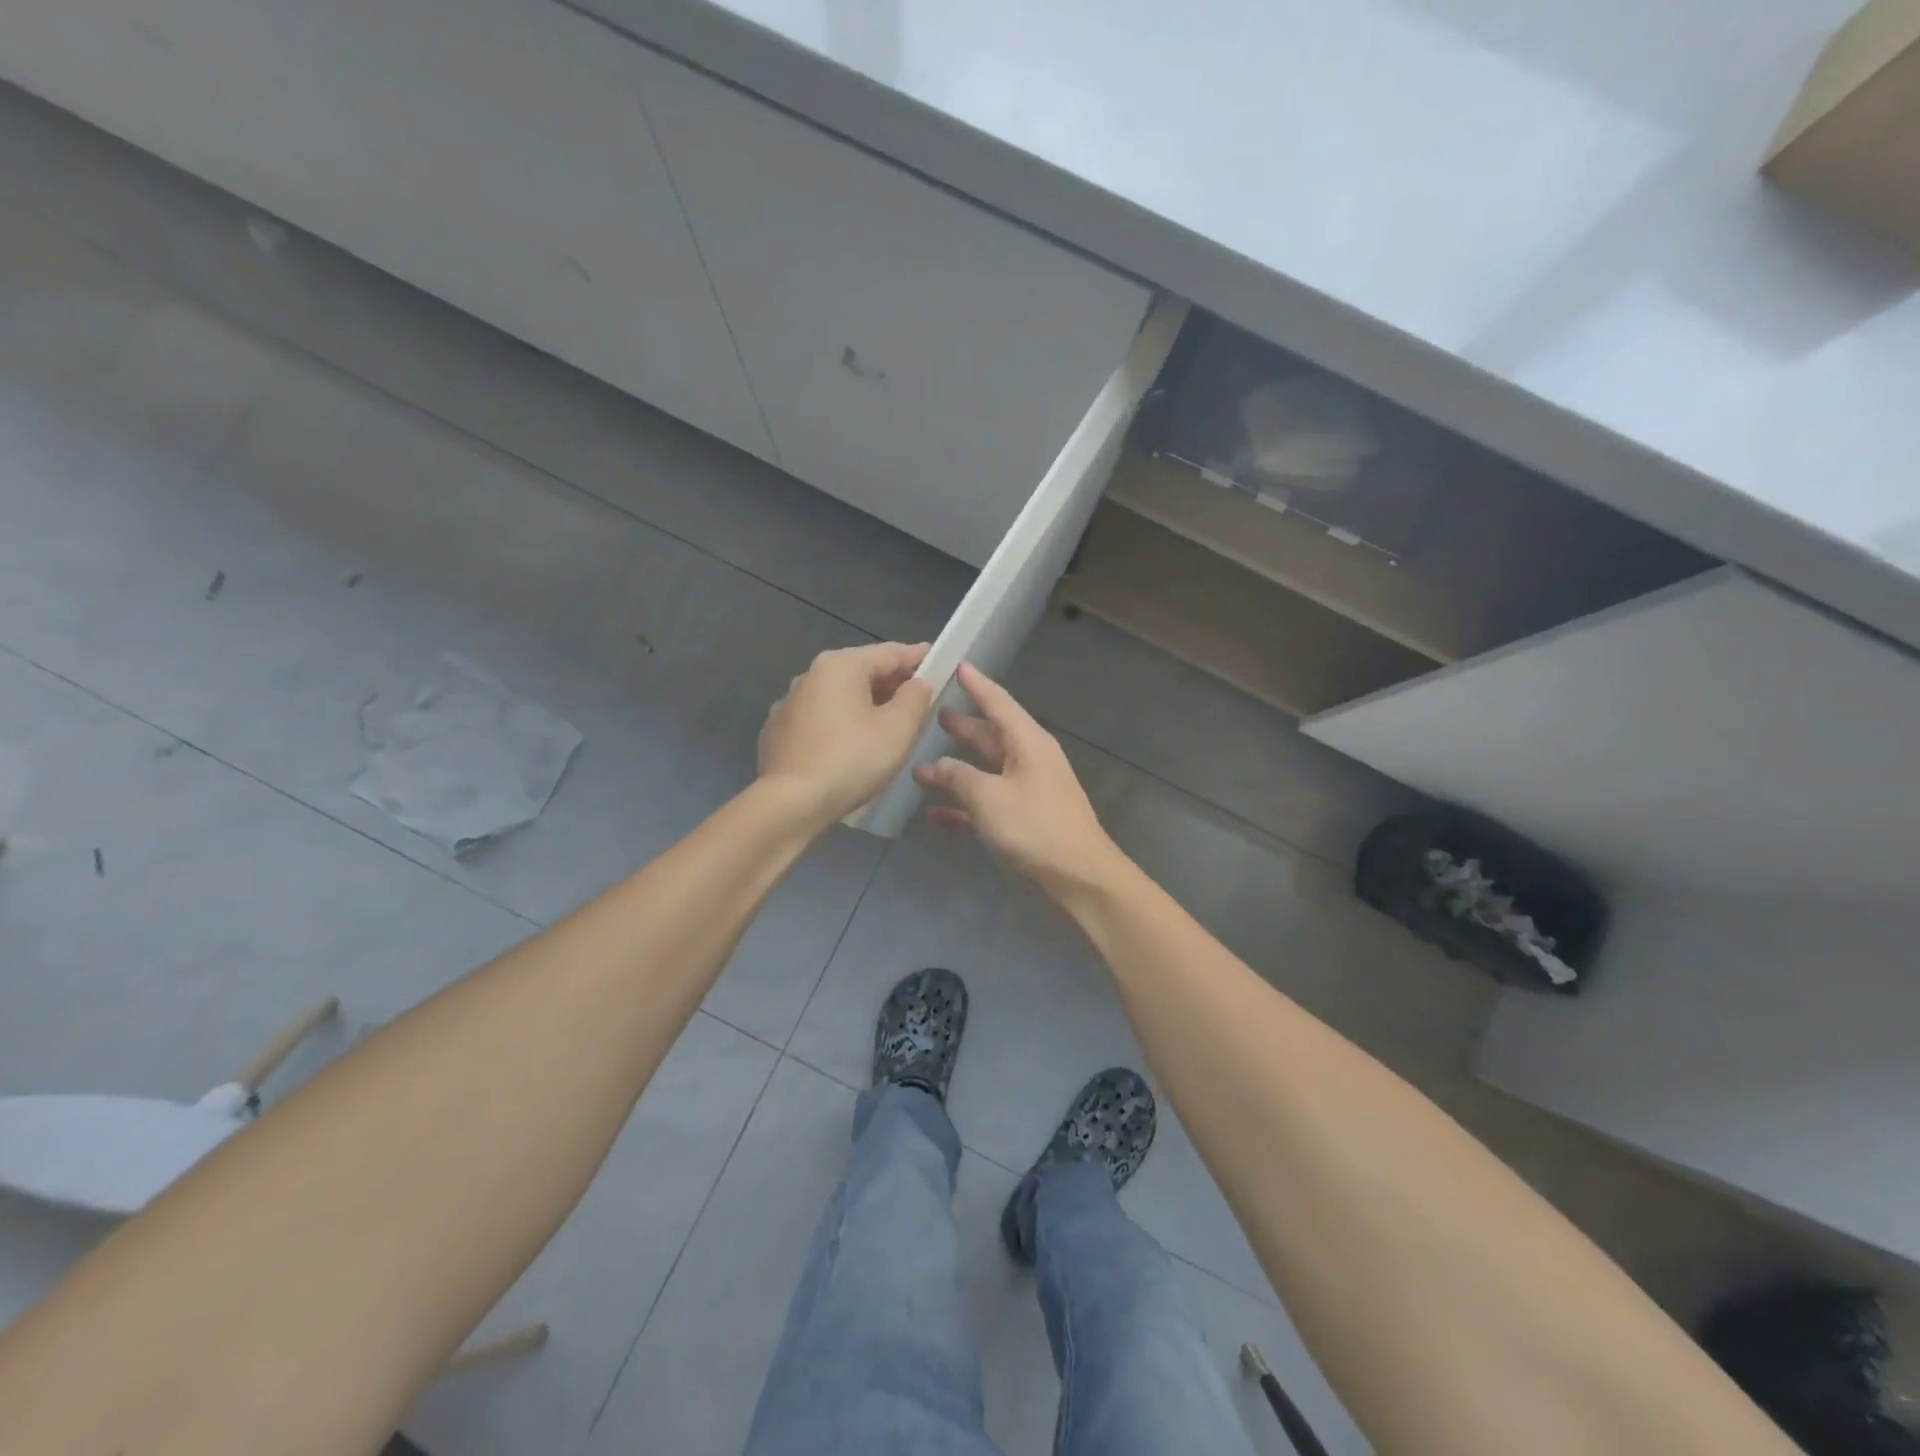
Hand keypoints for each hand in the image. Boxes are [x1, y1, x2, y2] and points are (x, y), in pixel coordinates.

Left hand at [758, 642, 932, 823]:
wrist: (790, 804)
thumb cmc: (851, 760)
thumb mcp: (897, 729)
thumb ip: (915, 698)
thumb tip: (919, 682)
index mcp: (840, 665)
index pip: (890, 652)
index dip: (920, 657)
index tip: (941, 662)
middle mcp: (810, 675)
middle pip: (862, 671)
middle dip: (892, 683)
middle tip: (920, 699)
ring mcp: (789, 703)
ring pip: (839, 695)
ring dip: (866, 704)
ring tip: (889, 724)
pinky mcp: (778, 731)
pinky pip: (820, 718)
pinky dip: (841, 723)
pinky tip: (852, 745)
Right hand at [912, 663, 1124, 899]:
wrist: (1080, 877)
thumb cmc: (1036, 828)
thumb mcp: (990, 798)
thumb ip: (958, 777)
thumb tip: (934, 765)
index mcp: (1028, 743)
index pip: (998, 702)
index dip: (976, 684)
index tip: (957, 664)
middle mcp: (1029, 760)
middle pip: (990, 734)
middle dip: (963, 724)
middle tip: (932, 711)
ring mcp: (1027, 790)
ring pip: (986, 770)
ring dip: (956, 768)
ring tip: (922, 763)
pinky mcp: (1023, 819)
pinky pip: (987, 803)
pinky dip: (963, 805)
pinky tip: (935, 814)